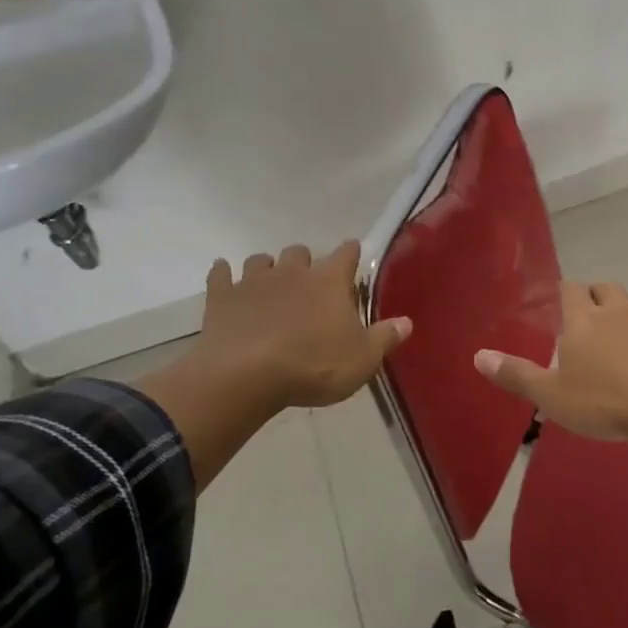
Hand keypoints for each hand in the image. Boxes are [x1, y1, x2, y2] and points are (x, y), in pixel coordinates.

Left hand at [196, 241, 410, 411]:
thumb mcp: (362, 359)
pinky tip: (225, 278)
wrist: (246, 376)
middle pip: (300, 252)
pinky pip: (220, 274)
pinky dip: (224, 275)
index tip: (352, 254)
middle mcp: (292, 272)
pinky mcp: (222, 296)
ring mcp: (253, 281)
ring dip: (267, 269)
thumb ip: (385, 337)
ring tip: (270, 286)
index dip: (351, 253)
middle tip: (308, 284)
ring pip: (261, 260)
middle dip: (305, 262)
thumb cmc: (313, 366)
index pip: (346, 254)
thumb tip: (407, 321)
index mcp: (329, 282)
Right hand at [474, 282, 627, 441]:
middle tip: (588, 316)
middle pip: (605, 287)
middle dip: (595, 295)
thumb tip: (478, 356)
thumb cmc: (605, 401)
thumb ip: (517, 375)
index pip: (570, 289)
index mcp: (584, 319)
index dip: (564, 292)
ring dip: (626, 308)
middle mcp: (618, 310)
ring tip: (620, 330)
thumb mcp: (552, 396)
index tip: (560, 302)